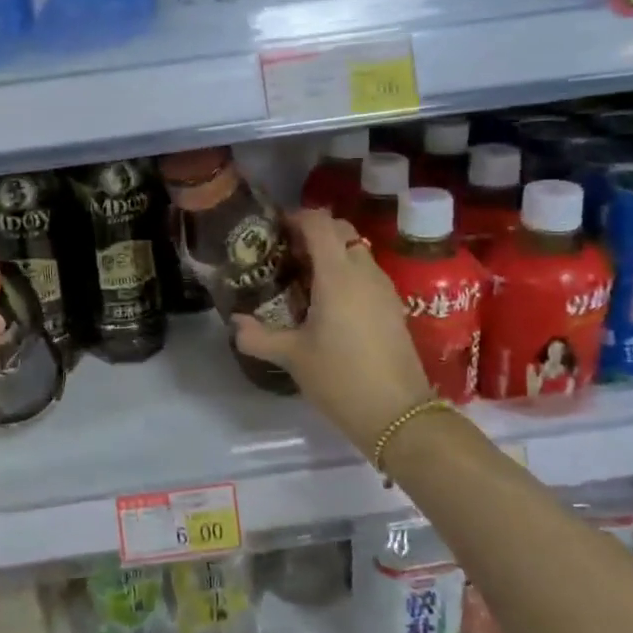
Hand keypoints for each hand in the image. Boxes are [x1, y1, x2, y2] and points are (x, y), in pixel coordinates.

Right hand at [234, 208, 432, 455]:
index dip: (296, 217)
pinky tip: (329, 303)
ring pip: (356, 252)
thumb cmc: (340, 378)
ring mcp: (384, 289)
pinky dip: (347, 274)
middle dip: (313, 233)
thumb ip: (258, 336)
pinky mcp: (394, 307)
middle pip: (340, 231)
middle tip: (287, 254)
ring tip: (304, 279)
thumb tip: (234, 323)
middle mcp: (364, 272)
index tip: (274, 230)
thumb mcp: (292, 357)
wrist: (398, 414)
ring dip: (331, 254)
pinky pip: (367, 274)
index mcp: (337, 275)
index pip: (319, 223)